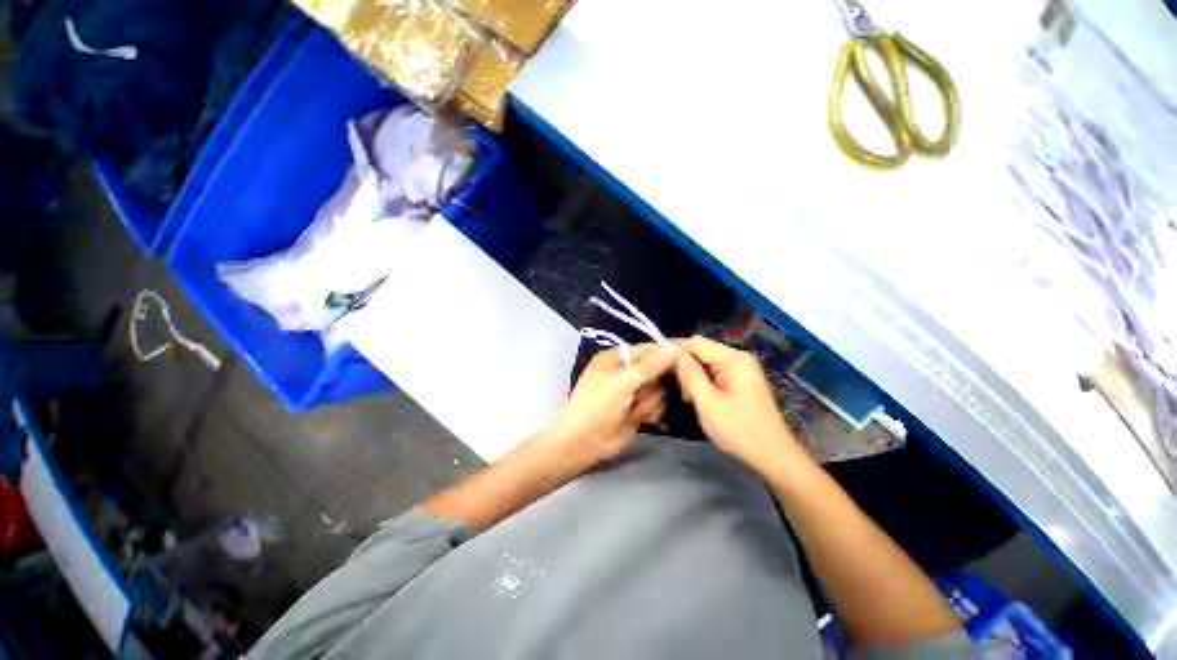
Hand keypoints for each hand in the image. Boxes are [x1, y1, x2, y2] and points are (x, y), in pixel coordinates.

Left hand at [550, 344, 677, 466]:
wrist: (585, 442)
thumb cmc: (598, 405)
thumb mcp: (622, 382)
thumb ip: (649, 367)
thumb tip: (673, 349)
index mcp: (616, 359)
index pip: (647, 350)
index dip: (664, 354)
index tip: (684, 357)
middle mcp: (626, 372)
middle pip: (657, 370)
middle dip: (655, 383)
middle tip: (649, 391)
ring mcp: (633, 392)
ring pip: (659, 390)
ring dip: (650, 400)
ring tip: (634, 408)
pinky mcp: (638, 409)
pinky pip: (657, 405)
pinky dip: (652, 412)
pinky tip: (643, 419)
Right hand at [675, 336, 802, 471]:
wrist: (773, 456)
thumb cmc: (738, 429)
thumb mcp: (707, 402)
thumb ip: (689, 374)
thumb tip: (673, 354)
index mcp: (733, 359)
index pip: (696, 342)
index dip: (676, 351)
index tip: (660, 367)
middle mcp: (738, 358)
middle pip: (702, 351)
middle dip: (686, 367)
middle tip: (681, 392)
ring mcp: (742, 370)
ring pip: (706, 363)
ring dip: (693, 377)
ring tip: (688, 398)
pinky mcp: (741, 381)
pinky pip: (715, 373)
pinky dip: (703, 382)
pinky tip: (699, 399)